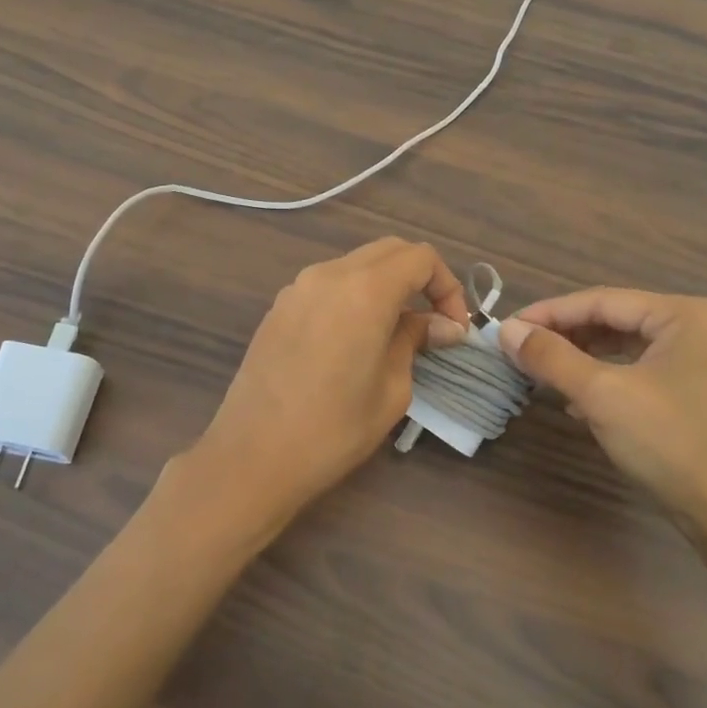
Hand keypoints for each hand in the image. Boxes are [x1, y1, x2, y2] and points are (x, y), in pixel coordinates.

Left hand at [156, 239, 470, 549]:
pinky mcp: (279, 307)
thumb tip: (443, 326)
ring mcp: (298, 288)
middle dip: (420, 279)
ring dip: (386, 286)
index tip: (454, 328)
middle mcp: (329, 274)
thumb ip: (415, 341)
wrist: (252, 456)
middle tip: (434, 323)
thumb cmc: (333, 429)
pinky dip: (354, 297)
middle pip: (389, 251)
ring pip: (356, 265)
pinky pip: (328, 285)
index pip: (421, 258)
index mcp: (365, 289)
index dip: (447, 286)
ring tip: (397, 332)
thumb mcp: (392, 389)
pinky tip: (356, 339)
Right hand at [497, 291, 706, 540]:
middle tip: (520, 352)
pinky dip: (606, 380)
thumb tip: (506, 330)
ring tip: (542, 375)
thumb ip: (551, 357)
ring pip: (625, 348)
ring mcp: (702, 361)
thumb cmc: (673, 445)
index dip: (549, 313)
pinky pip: (640, 372)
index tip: (506, 329)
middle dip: (565, 337)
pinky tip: (578, 403)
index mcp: (684, 314)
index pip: (601, 301)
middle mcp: (697, 327)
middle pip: (614, 321)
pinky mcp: (698, 392)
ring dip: (581, 360)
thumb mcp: (603, 396)